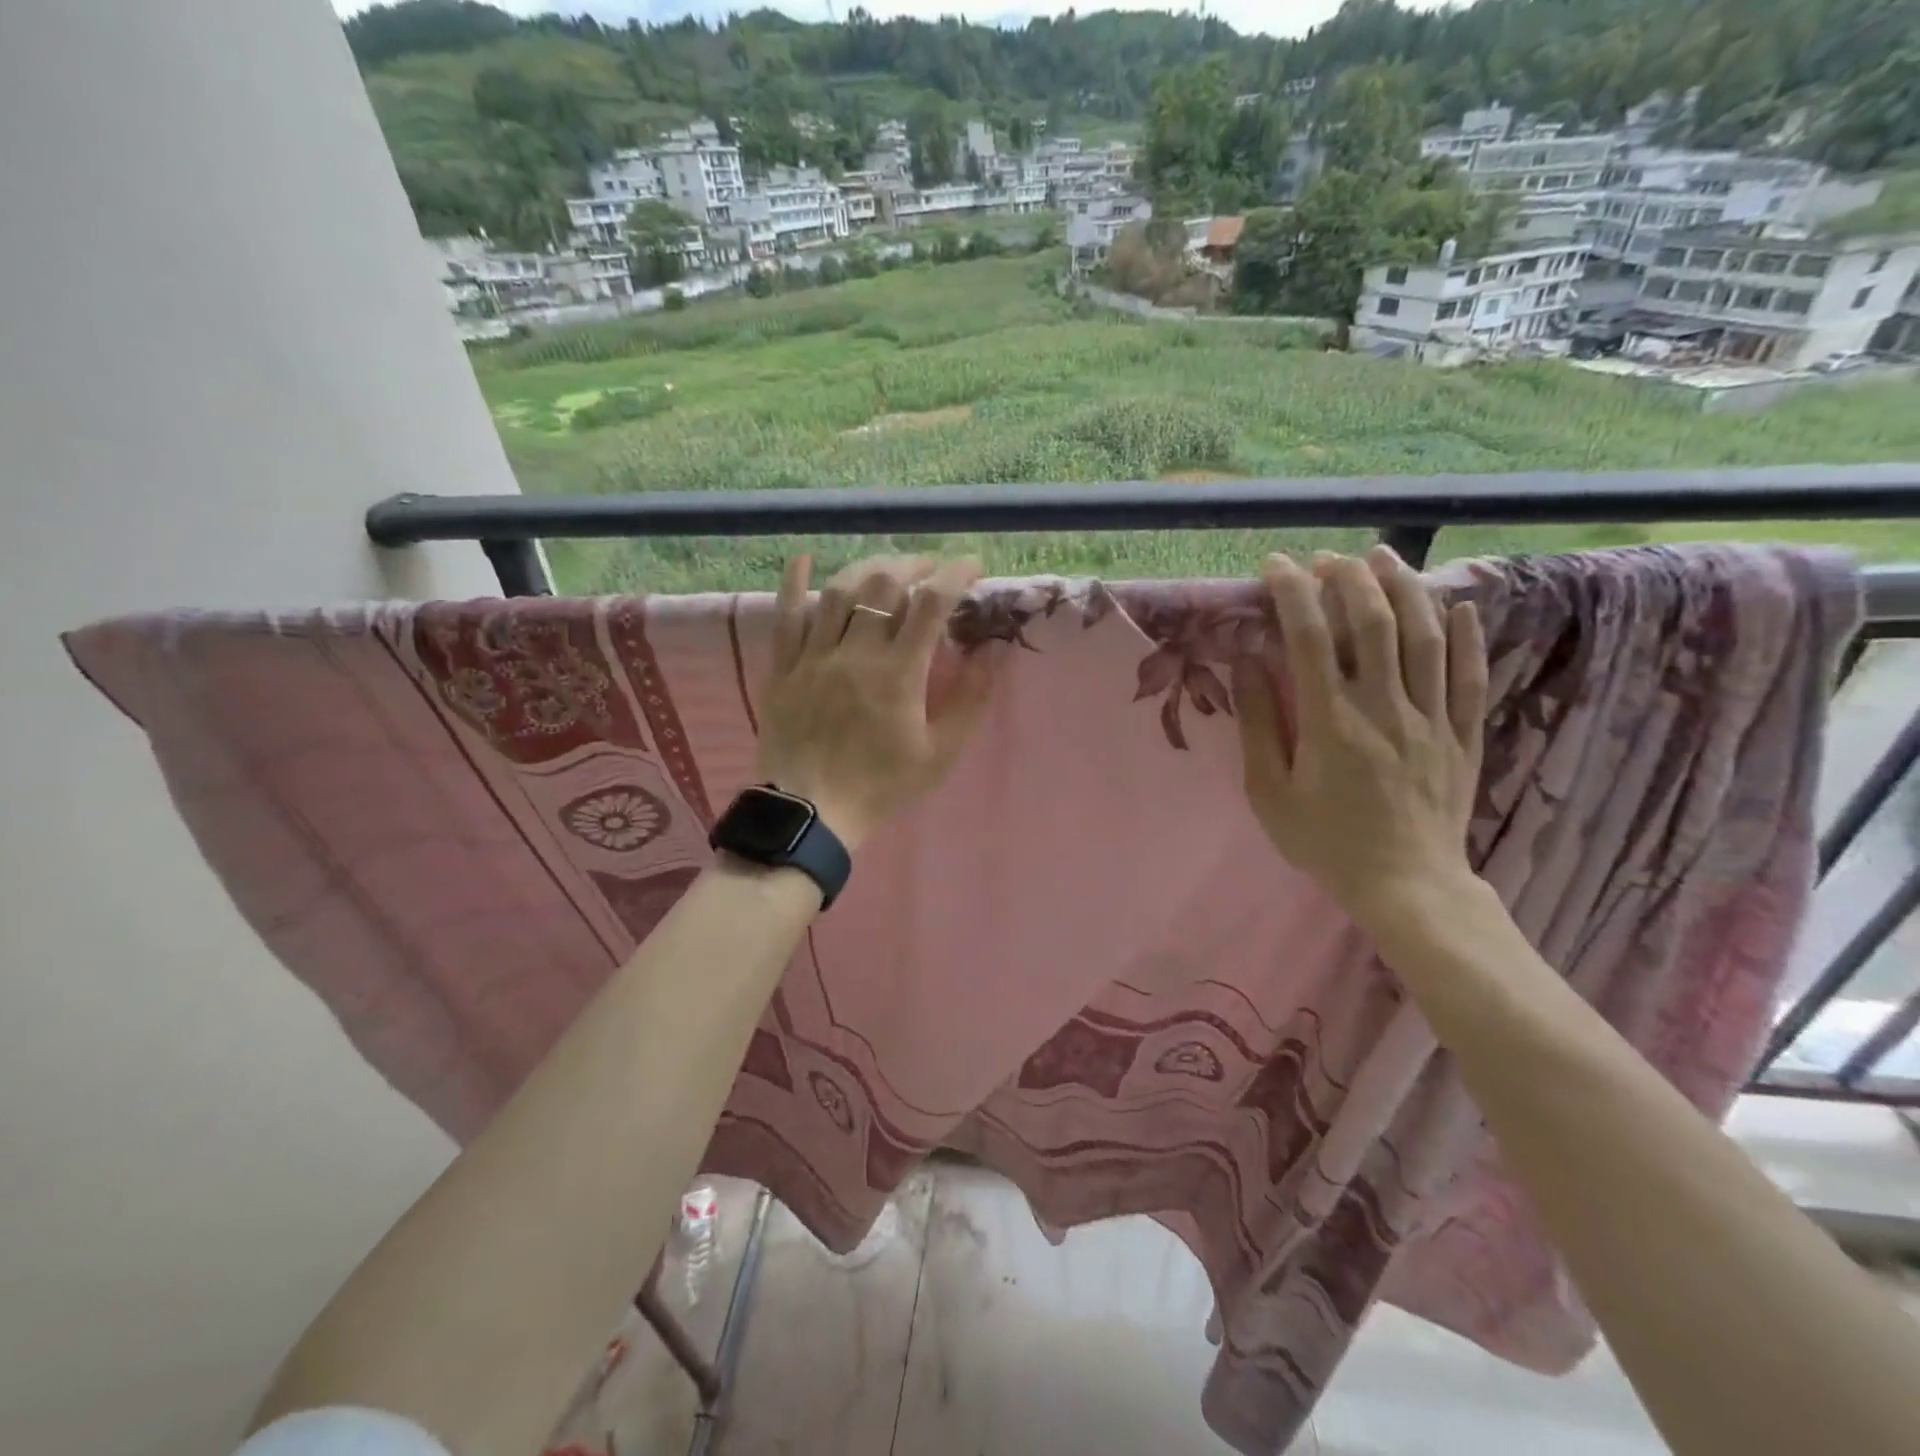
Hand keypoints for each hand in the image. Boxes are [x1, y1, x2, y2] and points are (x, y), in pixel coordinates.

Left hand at [754, 554, 996, 850]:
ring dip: (867, 568)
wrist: (811, 813)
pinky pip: (785, 616)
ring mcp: (813, 657)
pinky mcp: (783, 668)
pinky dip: (793, 584)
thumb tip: (991, 652)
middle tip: (930, 568)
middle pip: (883, 585)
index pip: (931, 604)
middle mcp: (855, 653)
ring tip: (887, 567)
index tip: (972, 566)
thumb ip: (969, 701)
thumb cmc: (881, 785)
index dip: (955, 575)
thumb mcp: (939, 753)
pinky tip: (804, 559)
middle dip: (913, 564)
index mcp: (898, 674)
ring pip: (838, 592)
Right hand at [1232, 547, 1487, 937]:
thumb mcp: (1269, 793)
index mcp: (1331, 722)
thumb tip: (1248, 662)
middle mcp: (1384, 708)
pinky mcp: (1463, 735)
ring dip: (1403, 589)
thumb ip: (1258, 724)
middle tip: (1327, 559)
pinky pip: (1471, 676)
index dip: (1292, 593)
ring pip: (1425, 637)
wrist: (1406, 887)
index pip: (1309, 638)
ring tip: (1383, 559)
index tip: (1275, 567)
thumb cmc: (1325, 842)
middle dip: (1348, 579)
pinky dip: (1467, 636)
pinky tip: (1459, 606)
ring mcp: (1432, 719)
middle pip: (1372, 623)